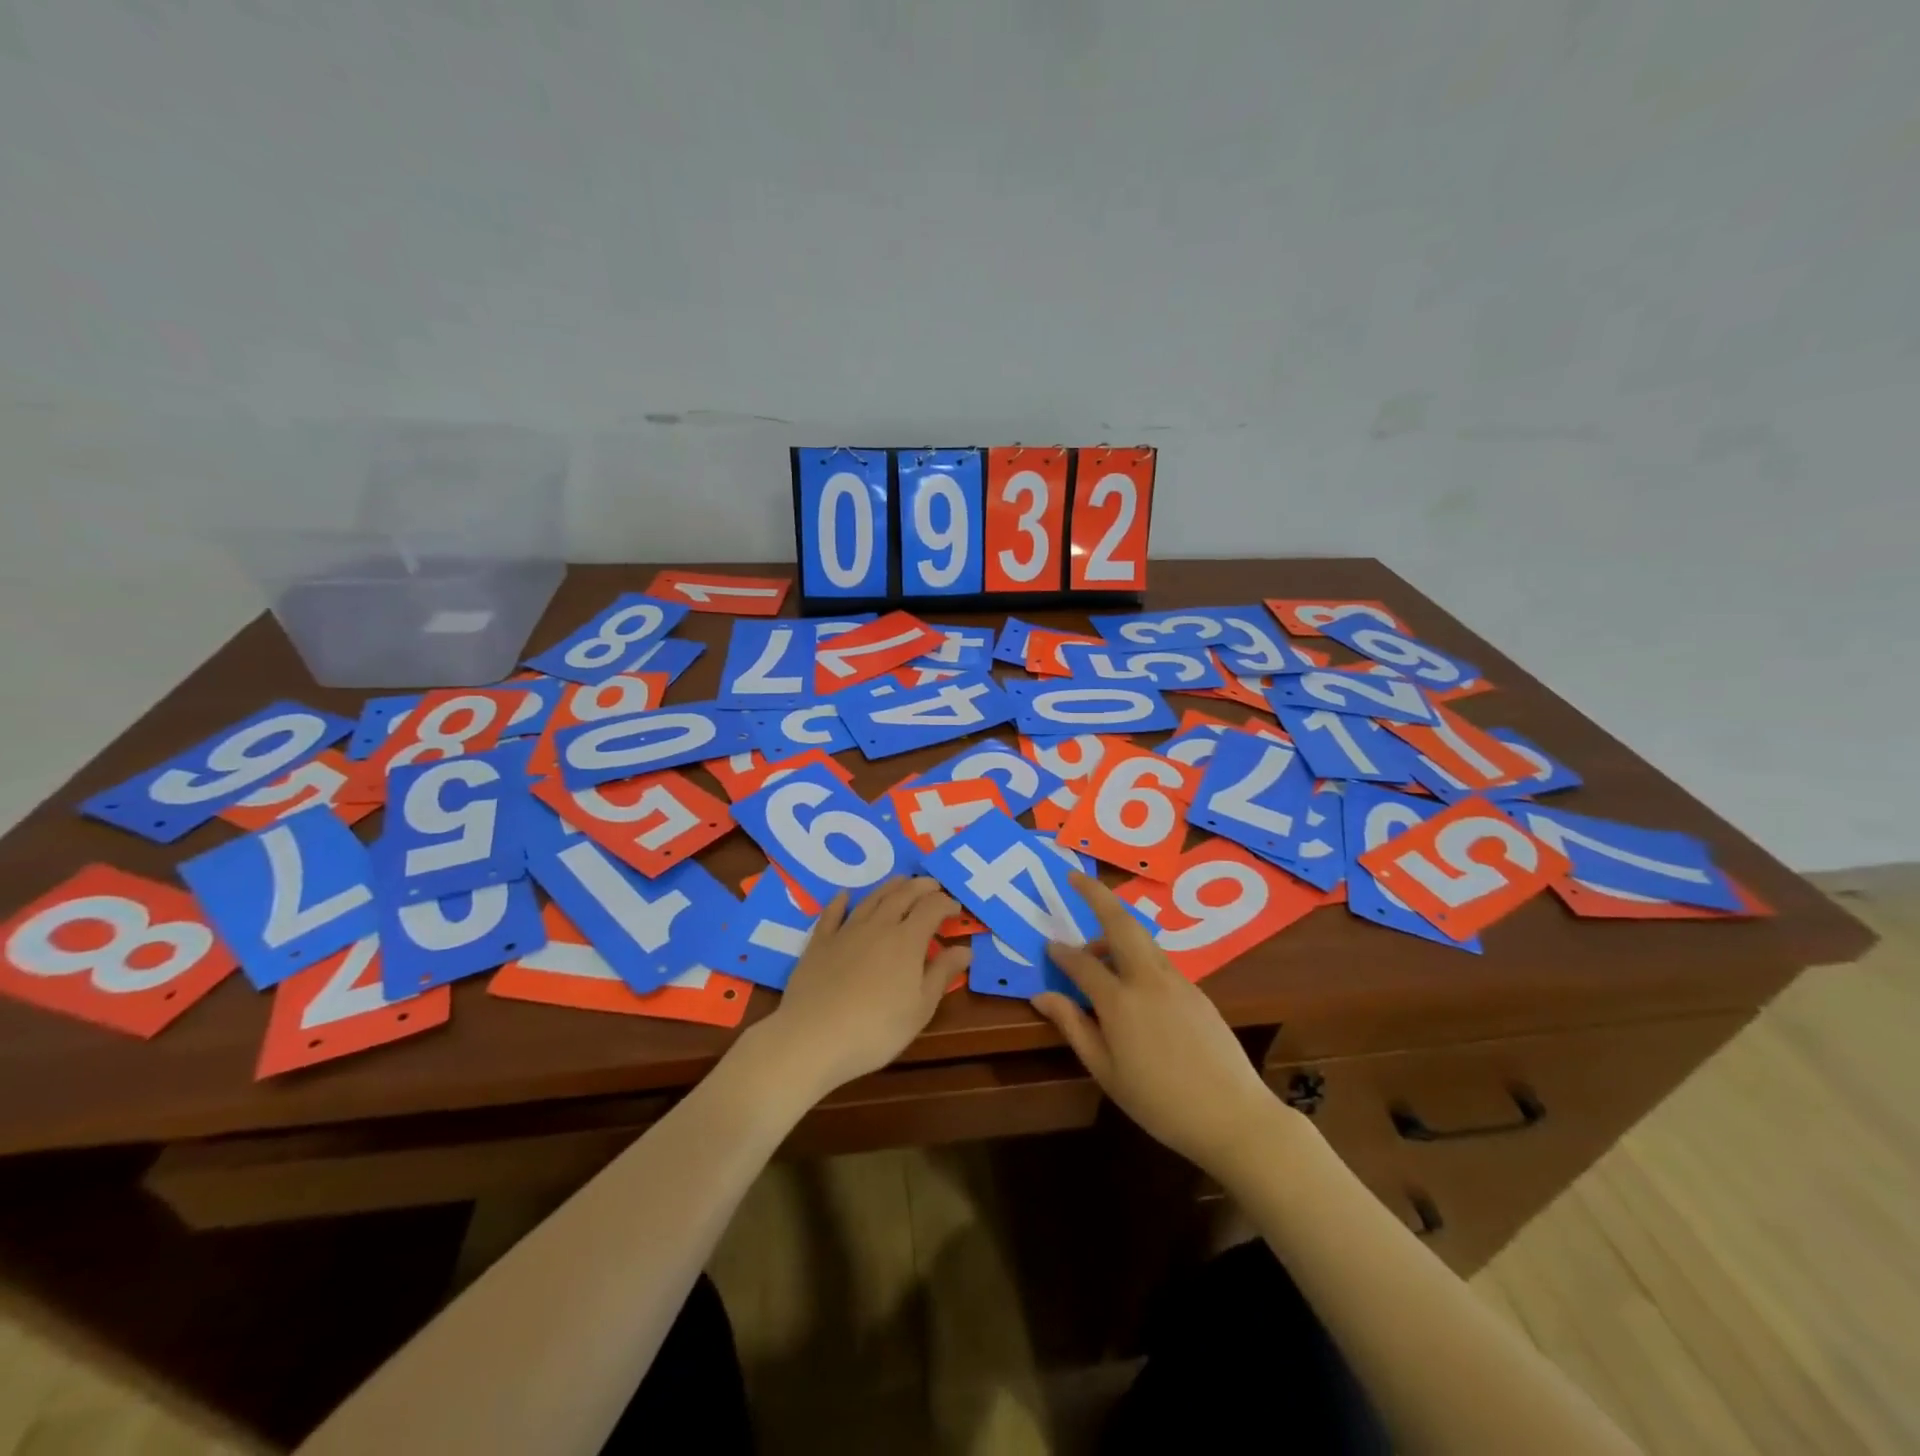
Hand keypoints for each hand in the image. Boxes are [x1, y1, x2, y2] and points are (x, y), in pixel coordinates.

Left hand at [749, 877, 967, 1101]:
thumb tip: (965, 949)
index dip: (946, 904)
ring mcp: (846, 931)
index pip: (932, 909)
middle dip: (921, 887)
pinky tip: (844, 895)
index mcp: (907, 940)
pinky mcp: (819, 943)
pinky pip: (832, 914)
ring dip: (889, 887)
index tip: (956, 908)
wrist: (813, 1037)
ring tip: (901, 882)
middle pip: (902, 895)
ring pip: (872, 899)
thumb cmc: (876, 1029)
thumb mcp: (920, 1008)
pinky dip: (840, 902)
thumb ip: (942, 974)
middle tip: (932, 884)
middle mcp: (878, 926)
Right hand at [1036, 872, 1283, 1180]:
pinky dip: (1136, 952)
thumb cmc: (1159, 1102)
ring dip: (1115, 929)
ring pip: (1141, 937)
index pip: (1082, 963)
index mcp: (1120, 1001)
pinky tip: (1130, 980)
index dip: (1061, 953)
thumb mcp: (1105, 1071)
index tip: (1047, 947)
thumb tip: (1042, 996)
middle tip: (1075, 877)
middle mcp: (1148, 979)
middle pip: (1119, 922)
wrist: (1233, 1117)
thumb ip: (1073, 1026)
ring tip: (1096, 951)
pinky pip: (1158, 958)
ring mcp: (1177, 980)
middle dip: (1096, 895)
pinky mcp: (1196, 990)